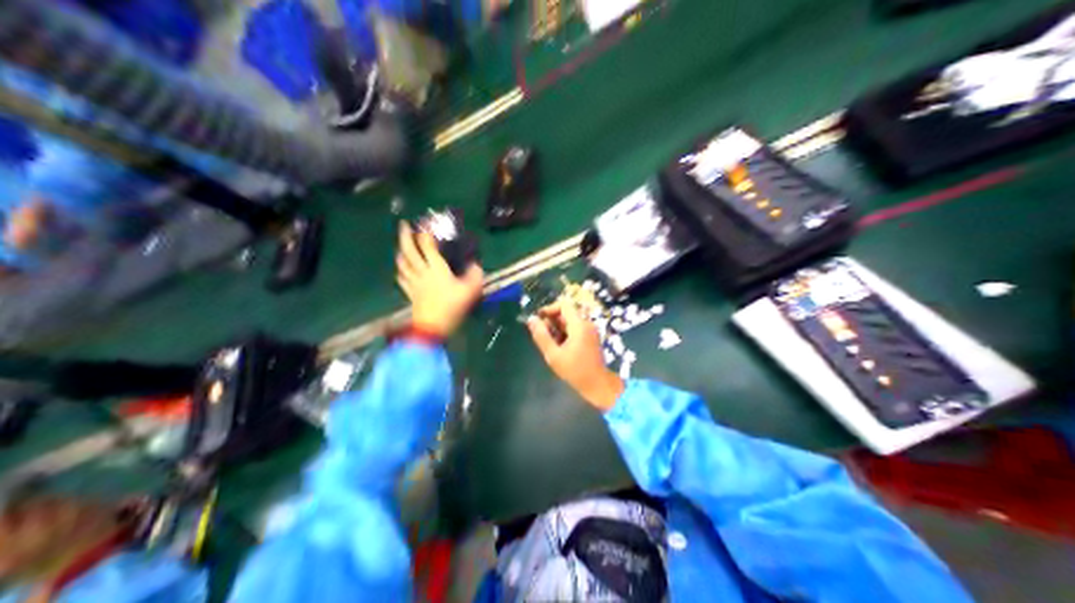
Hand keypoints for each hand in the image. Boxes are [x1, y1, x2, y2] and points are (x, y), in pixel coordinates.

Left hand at [394, 222, 483, 339]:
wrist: (431, 328)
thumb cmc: (451, 308)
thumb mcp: (470, 291)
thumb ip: (475, 275)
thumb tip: (475, 265)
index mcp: (436, 268)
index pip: (427, 245)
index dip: (426, 232)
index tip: (427, 222)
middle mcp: (422, 271)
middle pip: (409, 250)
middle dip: (406, 235)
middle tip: (404, 224)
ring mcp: (413, 282)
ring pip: (403, 262)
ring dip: (401, 251)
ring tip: (402, 245)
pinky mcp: (410, 293)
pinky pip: (402, 278)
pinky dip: (401, 270)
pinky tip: (402, 269)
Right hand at [528, 299, 626, 411]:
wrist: (597, 384)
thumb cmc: (574, 371)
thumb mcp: (553, 355)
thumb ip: (541, 336)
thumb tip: (531, 319)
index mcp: (579, 325)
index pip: (564, 304)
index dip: (549, 309)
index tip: (539, 320)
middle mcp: (587, 324)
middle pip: (567, 312)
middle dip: (552, 321)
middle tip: (543, 335)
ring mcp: (590, 331)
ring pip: (570, 321)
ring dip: (558, 328)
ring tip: (551, 344)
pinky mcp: (591, 338)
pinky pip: (576, 329)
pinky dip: (566, 333)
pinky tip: (560, 348)